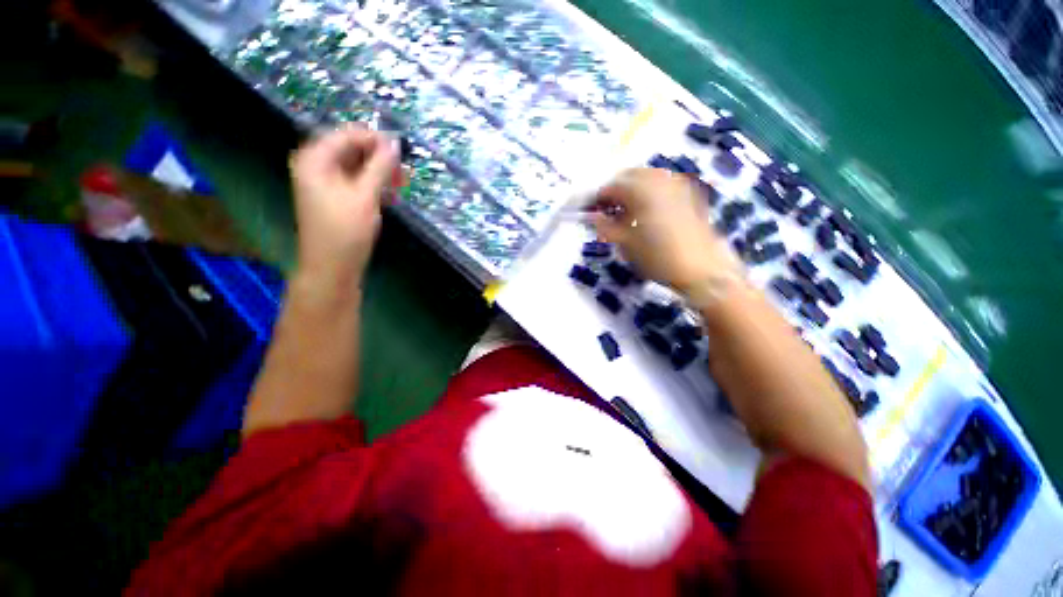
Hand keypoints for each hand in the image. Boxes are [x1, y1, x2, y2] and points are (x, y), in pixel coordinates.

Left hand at [289, 125, 398, 287]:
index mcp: (314, 160)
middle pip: (350, 147)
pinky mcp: (327, 198)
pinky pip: (350, 178)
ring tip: (399, 184)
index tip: (400, 152)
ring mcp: (319, 182)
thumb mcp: (365, 195)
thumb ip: (381, 164)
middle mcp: (313, 166)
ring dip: (377, 170)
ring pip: (353, 163)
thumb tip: (395, 143)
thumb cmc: (343, 234)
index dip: (375, 139)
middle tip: (401, 171)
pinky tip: (388, 193)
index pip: (348, 134)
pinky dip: (368, 182)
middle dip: (377, 156)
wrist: (328, 276)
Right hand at [590, 168, 738, 293]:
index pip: (609, 187)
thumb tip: (590, 216)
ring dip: (634, 190)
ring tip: (630, 214)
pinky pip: (663, 184)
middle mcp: (657, 178)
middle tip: (609, 213)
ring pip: (647, 178)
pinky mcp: (689, 193)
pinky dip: (652, 193)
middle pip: (628, 177)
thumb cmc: (661, 258)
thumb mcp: (627, 245)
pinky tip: (651, 213)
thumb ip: (605, 227)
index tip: (591, 214)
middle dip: (616, 191)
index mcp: (638, 187)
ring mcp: (676, 183)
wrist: (704, 269)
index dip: (597, 200)